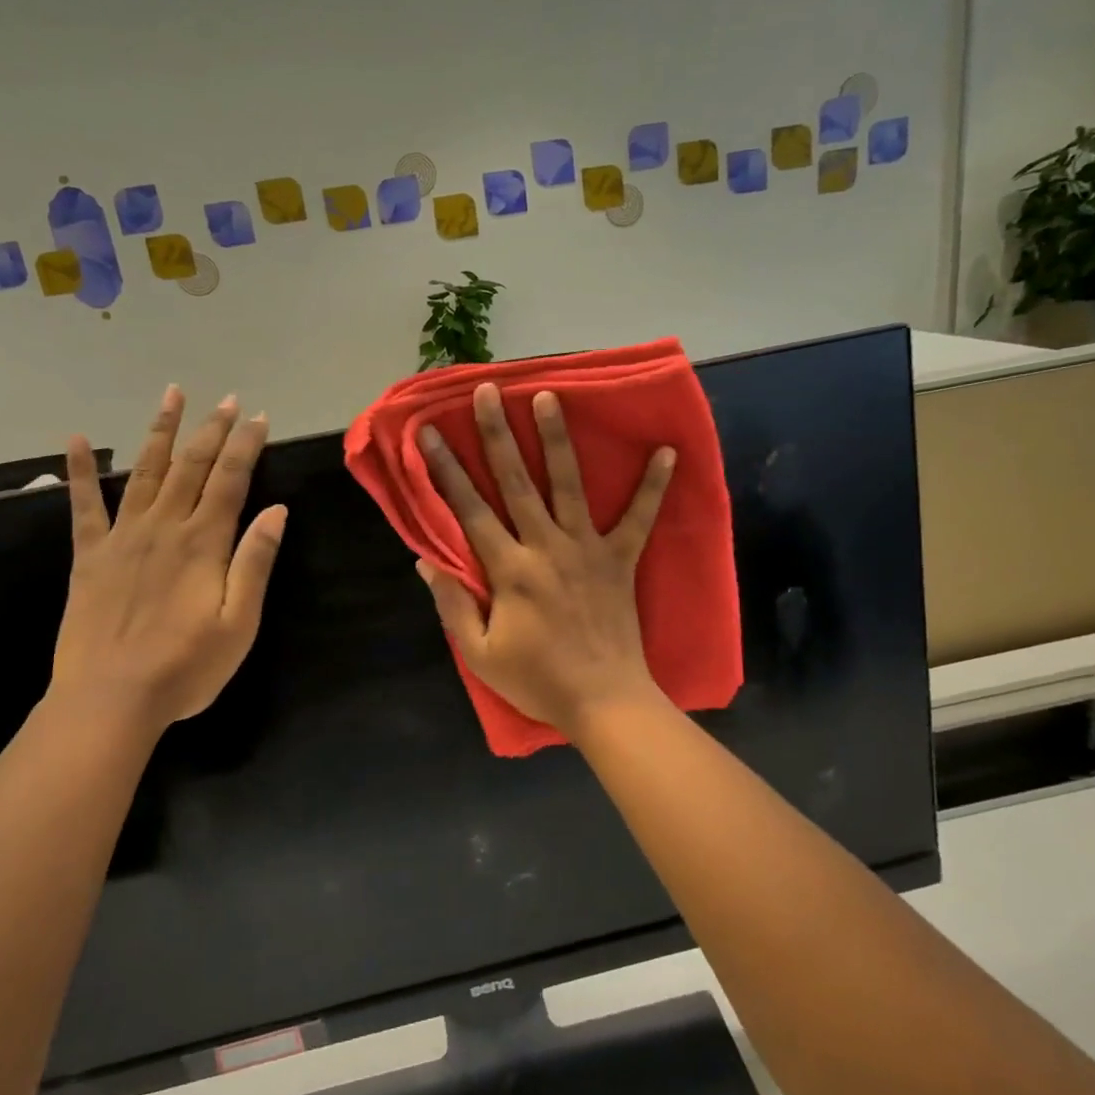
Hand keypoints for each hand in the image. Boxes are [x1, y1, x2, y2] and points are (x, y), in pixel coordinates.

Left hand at [49, 386, 286, 735]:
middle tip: (226, 400)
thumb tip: (277, 510)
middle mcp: (164, 527)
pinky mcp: (90, 556)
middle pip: (192, 466)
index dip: (245, 446)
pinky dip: (79, 472)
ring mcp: (123, 537)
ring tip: (172, 395)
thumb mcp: (240, 622)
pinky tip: (75, 440)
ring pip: (145, 472)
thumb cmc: (185, 667)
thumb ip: (255, 562)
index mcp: (204, 543)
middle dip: (212, 430)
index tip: (258, 418)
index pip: (231, 480)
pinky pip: (84, 505)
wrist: (110, 700)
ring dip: (161, 432)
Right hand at [416, 383, 675, 736]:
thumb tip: (426, 561)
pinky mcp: (621, 559)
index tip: (429, 433)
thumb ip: (452, 605)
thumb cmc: (538, 681)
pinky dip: (654, 485)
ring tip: (549, 396)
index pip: (469, 510)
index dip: (446, 470)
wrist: (605, 702)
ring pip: (568, 484)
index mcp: (509, 570)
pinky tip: (669, 451)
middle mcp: (546, 547)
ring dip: (557, 438)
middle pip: (516, 482)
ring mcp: (587, 549)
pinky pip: (640, 517)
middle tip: (487, 392)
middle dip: (497, 434)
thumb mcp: (480, 654)